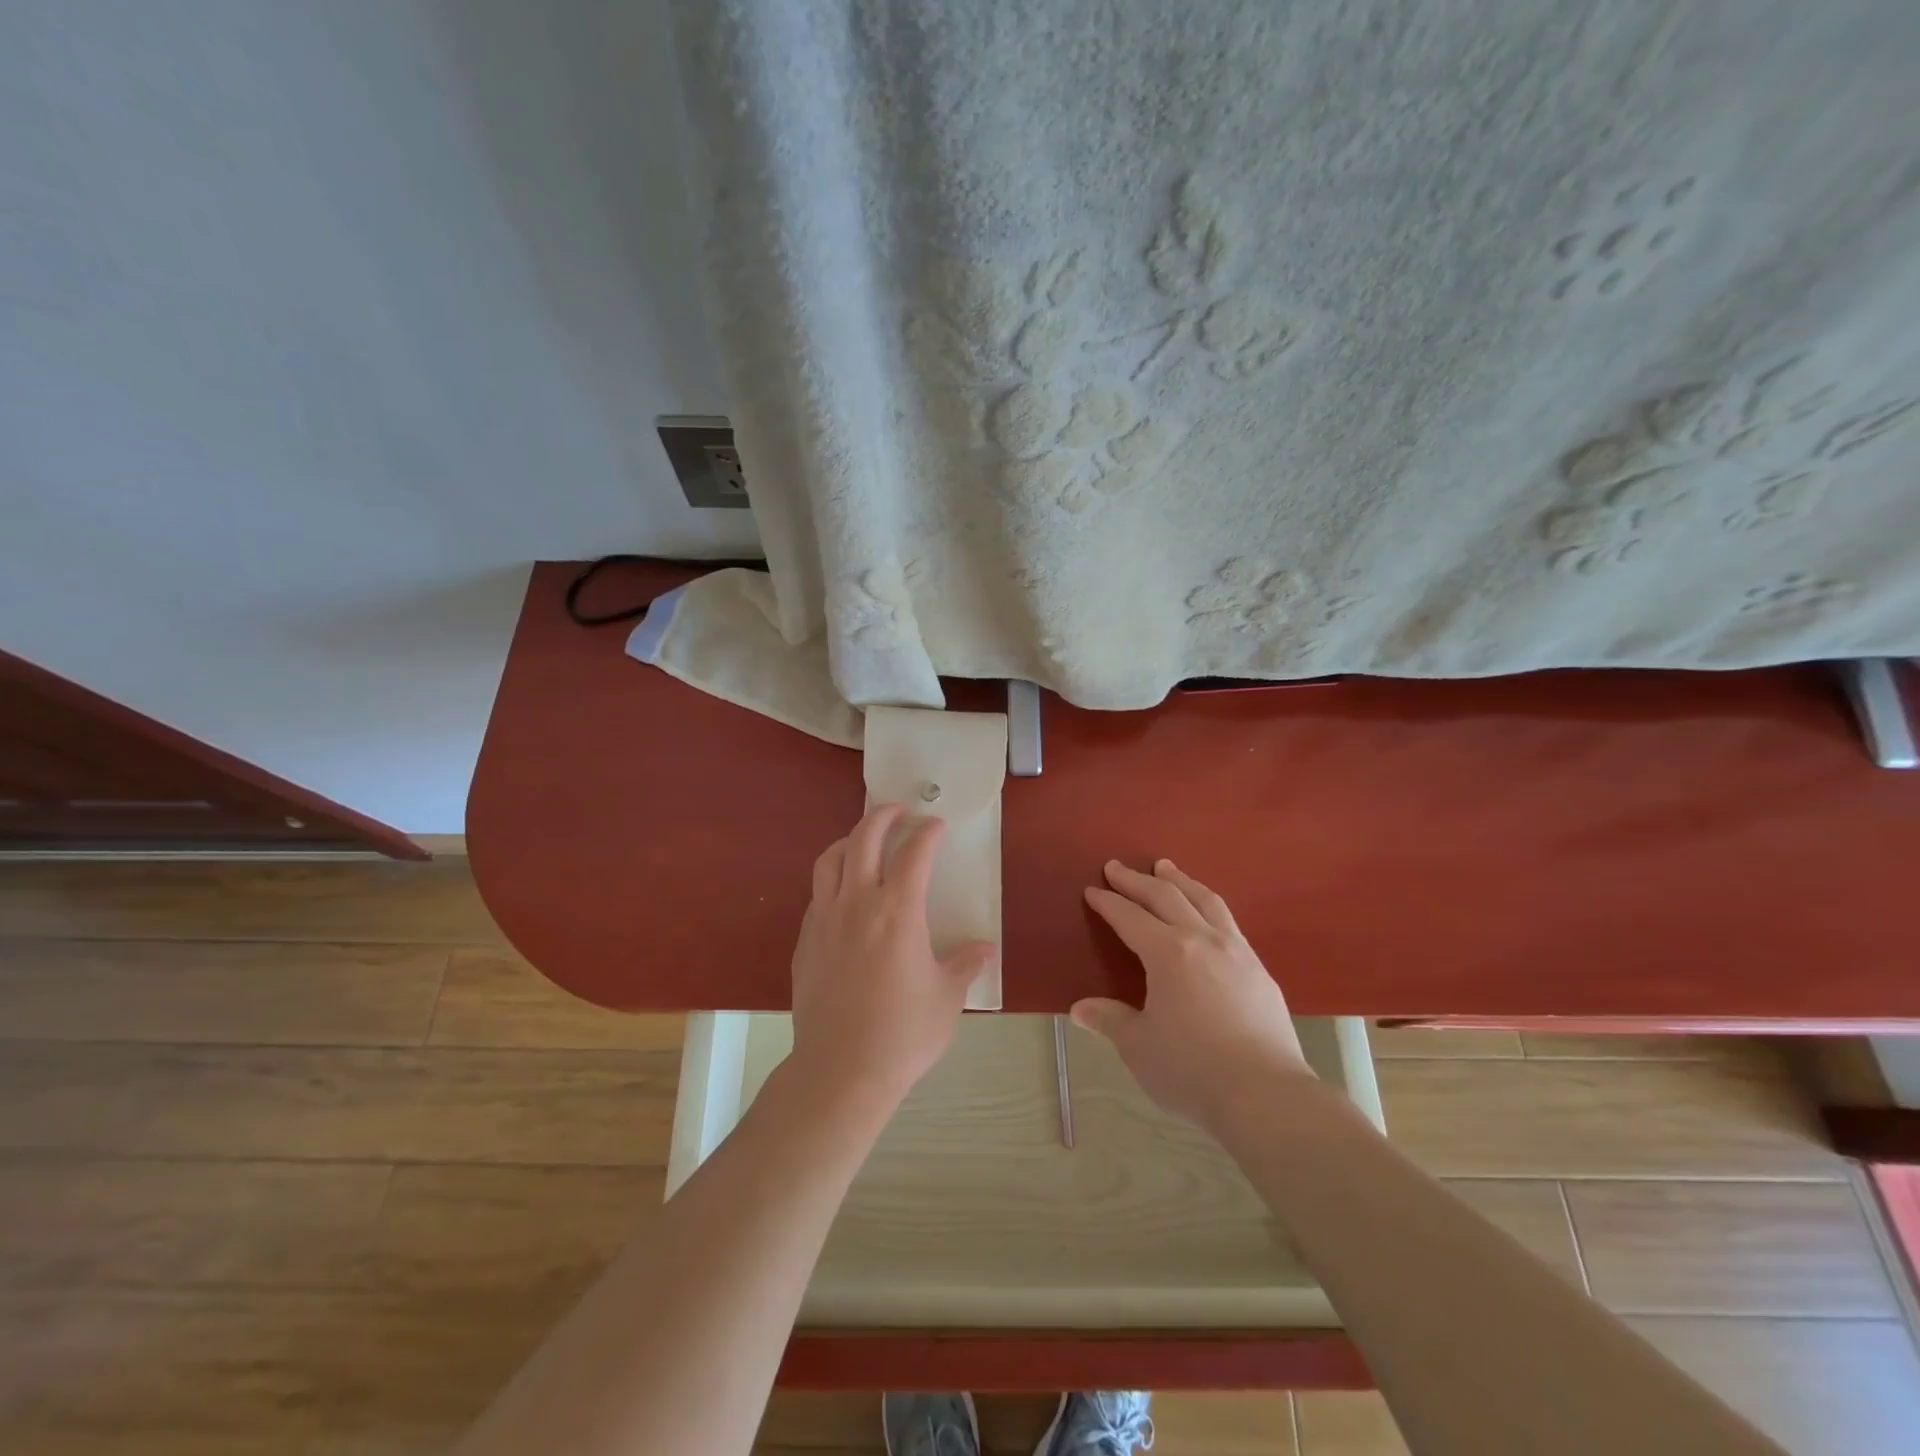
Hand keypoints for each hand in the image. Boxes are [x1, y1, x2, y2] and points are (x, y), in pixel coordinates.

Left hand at [788, 804, 996, 1111]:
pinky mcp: (805, 940)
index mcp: (898, 911)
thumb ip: (965, 965)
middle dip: (884, 816)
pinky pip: (817, 893)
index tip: (937, 826)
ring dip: (850, 840)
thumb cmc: (903, 1034)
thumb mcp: (947, 999)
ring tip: (865, 840)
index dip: (928, 833)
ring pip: (831, 859)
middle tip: (899, 811)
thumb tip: (984, 949)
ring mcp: (825, 919)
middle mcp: (858, 903)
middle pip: (864, 839)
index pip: (914, 853)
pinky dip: (833, 877)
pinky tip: (844, 893)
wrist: (840, 1071)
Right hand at [1074, 859, 1312, 1134]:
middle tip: (1117, 867)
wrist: (1266, 1096)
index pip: (1130, 917)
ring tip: (1167, 868)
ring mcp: (1236, 952)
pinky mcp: (1259, 970)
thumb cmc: (1192, 1070)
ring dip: (1180, 881)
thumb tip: (1080, 1009)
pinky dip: (1208, 905)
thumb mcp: (1139, 1047)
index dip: (1108, 903)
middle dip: (1137, 880)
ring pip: (1205, 900)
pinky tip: (1207, 915)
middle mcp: (1202, 940)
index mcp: (1168, 953)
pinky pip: (1228, 921)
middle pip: (1166, 897)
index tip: (1093, 890)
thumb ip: (1111, 1020)